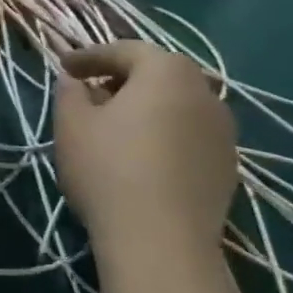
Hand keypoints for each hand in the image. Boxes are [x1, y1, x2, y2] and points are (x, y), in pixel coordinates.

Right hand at [54, 41, 237, 257]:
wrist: (162, 241)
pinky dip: (164, 137)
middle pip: (156, 76)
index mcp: (167, 70)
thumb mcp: (72, 124)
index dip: (89, 57)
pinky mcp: (228, 167)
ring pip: (176, 107)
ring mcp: (223, 131)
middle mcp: (204, 91)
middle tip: (90, 95)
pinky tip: (142, 160)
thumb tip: (75, 81)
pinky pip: (188, 137)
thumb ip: (70, 92)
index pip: (124, 51)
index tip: (64, 68)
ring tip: (116, 130)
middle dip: (121, 81)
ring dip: (146, 110)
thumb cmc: (109, 169)